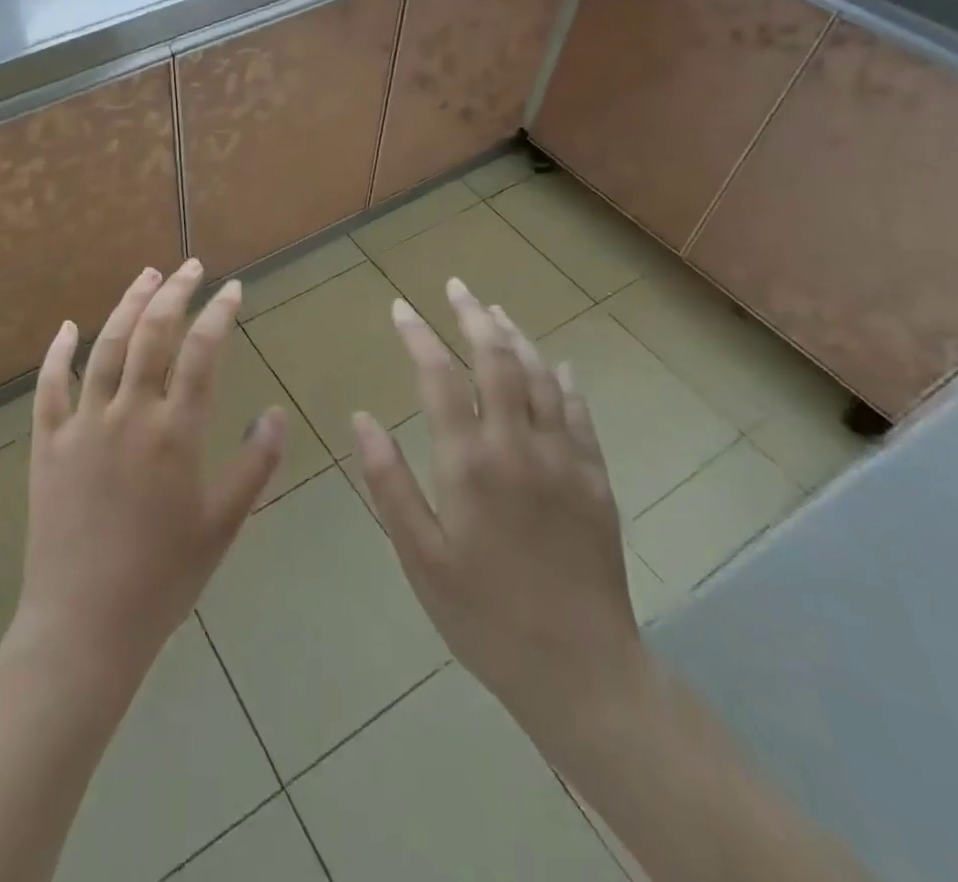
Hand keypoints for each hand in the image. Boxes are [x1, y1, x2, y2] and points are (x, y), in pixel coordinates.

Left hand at [0, 260, 285, 693]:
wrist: (84, 626)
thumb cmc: (163, 579)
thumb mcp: (224, 525)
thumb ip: (254, 465)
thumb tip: (274, 412)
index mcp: (175, 433)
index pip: (202, 353)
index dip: (220, 314)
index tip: (234, 289)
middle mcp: (128, 414)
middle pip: (152, 334)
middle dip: (175, 293)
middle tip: (191, 266)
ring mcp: (82, 425)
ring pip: (105, 347)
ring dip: (127, 305)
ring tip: (146, 276)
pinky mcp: (47, 444)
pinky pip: (49, 387)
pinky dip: (58, 353)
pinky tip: (67, 327)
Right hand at [352, 278, 647, 750]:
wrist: (581, 671)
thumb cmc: (483, 615)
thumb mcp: (419, 556)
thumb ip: (388, 483)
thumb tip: (361, 419)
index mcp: (469, 463)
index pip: (438, 378)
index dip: (418, 335)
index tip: (400, 307)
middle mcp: (518, 446)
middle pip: (497, 361)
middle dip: (472, 316)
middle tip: (456, 287)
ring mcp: (565, 460)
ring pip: (542, 377)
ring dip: (516, 337)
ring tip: (495, 311)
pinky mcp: (596, 481)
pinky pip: (581, 414)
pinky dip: (564, 380)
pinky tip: (557, 364)